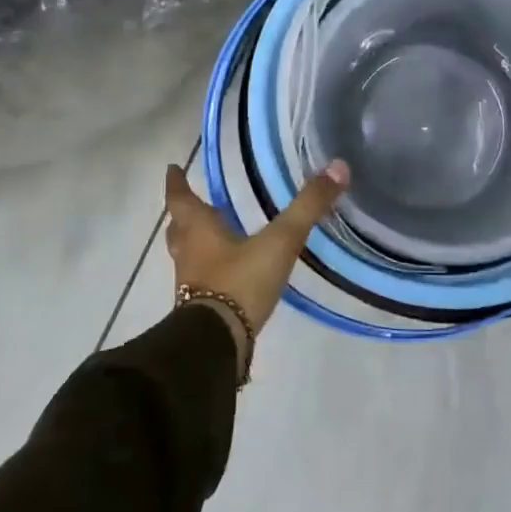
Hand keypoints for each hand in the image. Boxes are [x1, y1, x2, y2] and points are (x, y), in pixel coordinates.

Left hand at [163, 160, 349, 344]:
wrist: (217, 343)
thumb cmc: (240, 282)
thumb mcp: (280, 241)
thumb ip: (308, 206)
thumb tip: (338, 168)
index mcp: (199, 230)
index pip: (181, 200)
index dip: (176, 183)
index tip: (171, 169)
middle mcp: (189, 254)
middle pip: (179, 229)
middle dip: (184, 215)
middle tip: (193, 203)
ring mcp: (191, 284)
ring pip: (186, 255)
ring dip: (194, 244)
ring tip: (212, 237)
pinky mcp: (200, 309)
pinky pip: (199, 281)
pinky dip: (208, 271)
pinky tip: (229, 274)